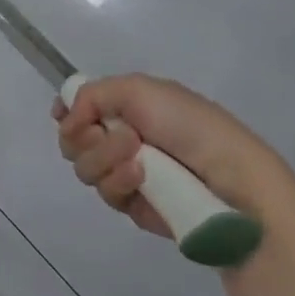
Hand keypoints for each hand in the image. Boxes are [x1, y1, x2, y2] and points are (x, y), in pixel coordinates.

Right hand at [54, 74, 283, 237]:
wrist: (229, 178)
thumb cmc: (187, 123)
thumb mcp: (138, 89)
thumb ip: (92, 94)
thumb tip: (67, 116)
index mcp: (127, 104)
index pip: (80, 106)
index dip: (67, 111)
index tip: (65, 115)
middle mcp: (122, 136)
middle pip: (73, 139)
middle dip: (85, 136)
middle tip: (113, 134)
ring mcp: (127, 173)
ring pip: (85, 167)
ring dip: (105, 157)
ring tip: (137, 157)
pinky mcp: (134, 206)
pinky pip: (106, 193)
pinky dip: (120, 182)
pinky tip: (142, 178)